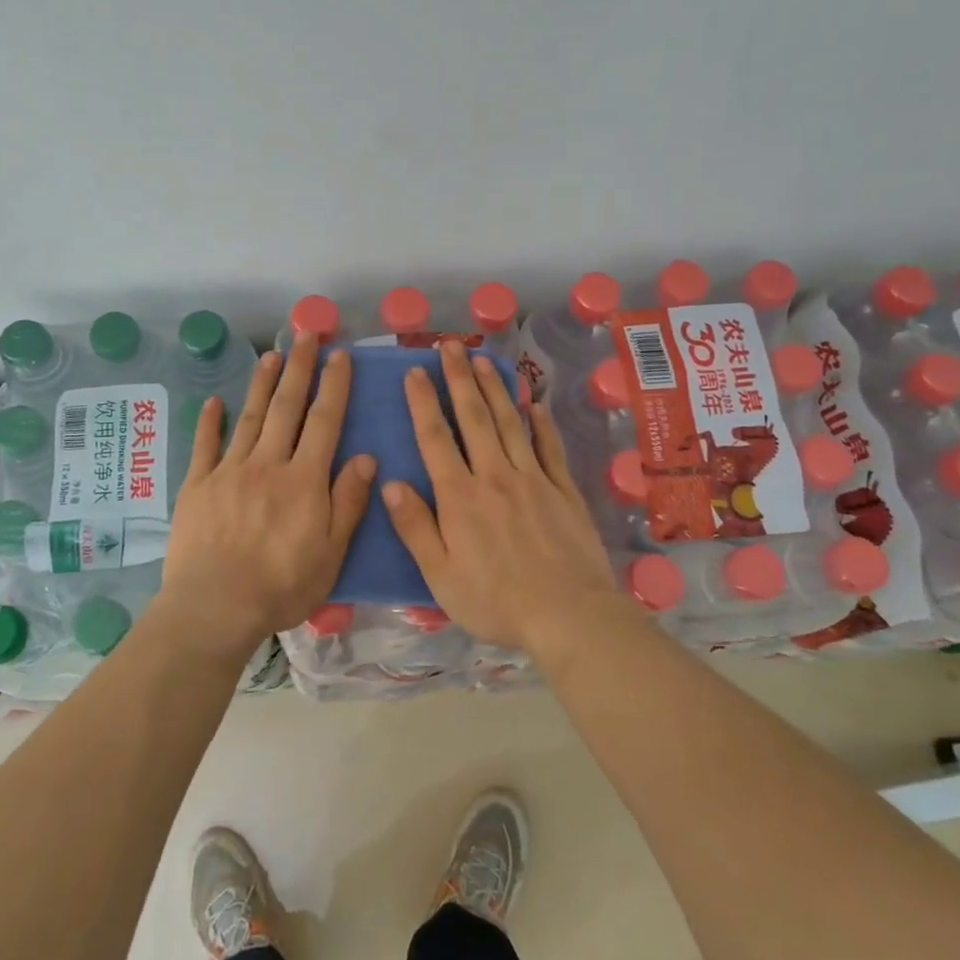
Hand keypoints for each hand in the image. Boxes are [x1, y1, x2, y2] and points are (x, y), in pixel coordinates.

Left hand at [158, 334, 374, 659]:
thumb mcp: (331, 552)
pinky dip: (209, 421)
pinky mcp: (197, 486)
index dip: (334, 385)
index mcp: (304, 479)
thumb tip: (367, 458)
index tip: (339, 354)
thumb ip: (348, 502)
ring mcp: (228, 471)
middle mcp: (268, 463)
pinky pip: (204, 445)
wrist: (215, 607)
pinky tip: (213, 401)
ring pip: (249, 417)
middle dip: (299, 367)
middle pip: (286, 407)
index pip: (324, 421)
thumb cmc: (281, 586)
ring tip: (272, 354)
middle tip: (305, 332)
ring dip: (261, 383)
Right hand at [382, 341, 628, 652]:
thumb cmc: (495, 601)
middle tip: (449, 346)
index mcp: (459, 497)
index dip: (423, 402)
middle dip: (459, 378)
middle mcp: (494, 476)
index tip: (415, 371)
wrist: (569, 614)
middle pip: (473, 417)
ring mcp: (533, 479)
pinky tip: (535, 403)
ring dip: (494, 388)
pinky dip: (541, 422)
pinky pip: (549, 447)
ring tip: (482, 359)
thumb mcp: (440, 575)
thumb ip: (415, 527)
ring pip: (509, 423)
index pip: (435, 438)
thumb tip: (391, 483)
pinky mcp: (563, 490)